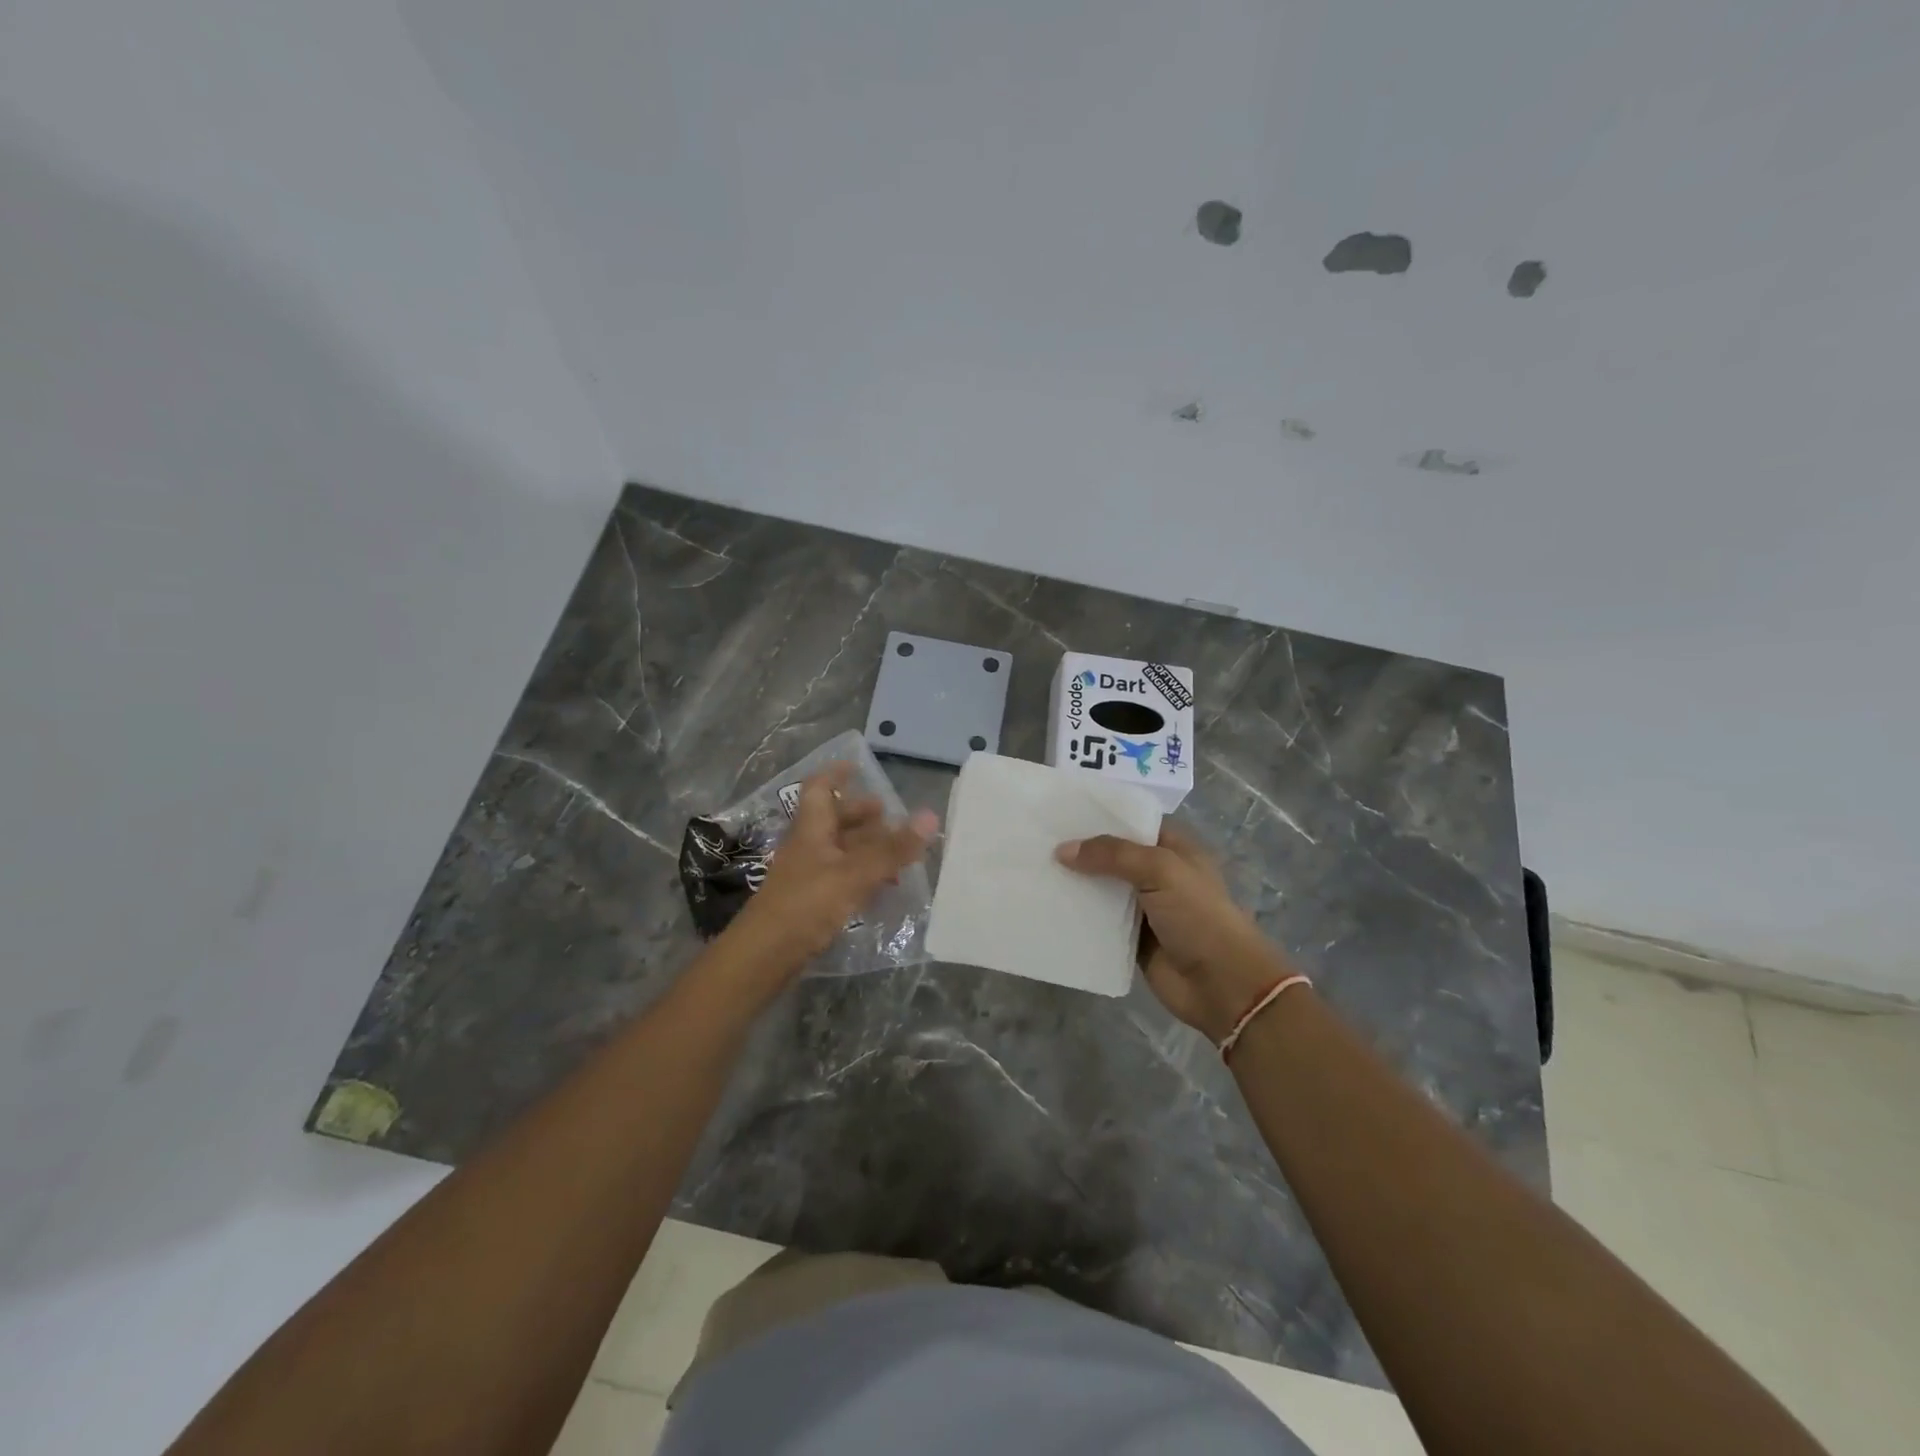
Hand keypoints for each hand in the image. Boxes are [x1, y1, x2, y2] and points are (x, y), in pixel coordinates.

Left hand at [728, 762, 938, 975]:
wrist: (764, 956)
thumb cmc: (806, 905)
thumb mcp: (854, 874)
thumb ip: (892, 848)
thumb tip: (930, 815)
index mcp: (812, 829)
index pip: (820, 788)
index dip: (837, 774)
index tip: (858, 767)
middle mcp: (808, 846)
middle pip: (834, 820)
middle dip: (862, 815)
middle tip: (893, 818)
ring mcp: (807, 874)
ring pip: (840, 850)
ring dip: (867, 847)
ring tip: (899, 854)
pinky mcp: (811, 902)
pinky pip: (841, 877)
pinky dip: (863, 875)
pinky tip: (883, 888)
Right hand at [1056, 824, 1295, 1042]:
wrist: (1222, 985)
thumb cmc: (1198, 916)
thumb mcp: (1160, 870)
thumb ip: (1112, 855)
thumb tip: (1062, 850)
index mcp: (1173, 848)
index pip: (1133, 821)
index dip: (1101, 816)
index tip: (1061, 811)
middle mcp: (1158, 874)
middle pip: (1112, 855)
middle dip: (1081, 850)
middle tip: (1036, 840)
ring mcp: (1145, 908)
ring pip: (1102, 888)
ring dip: (1075, 883)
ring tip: (1033, 870)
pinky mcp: (1132, 939)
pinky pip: (1100, 922)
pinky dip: (1078, 916)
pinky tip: (1047, 907)